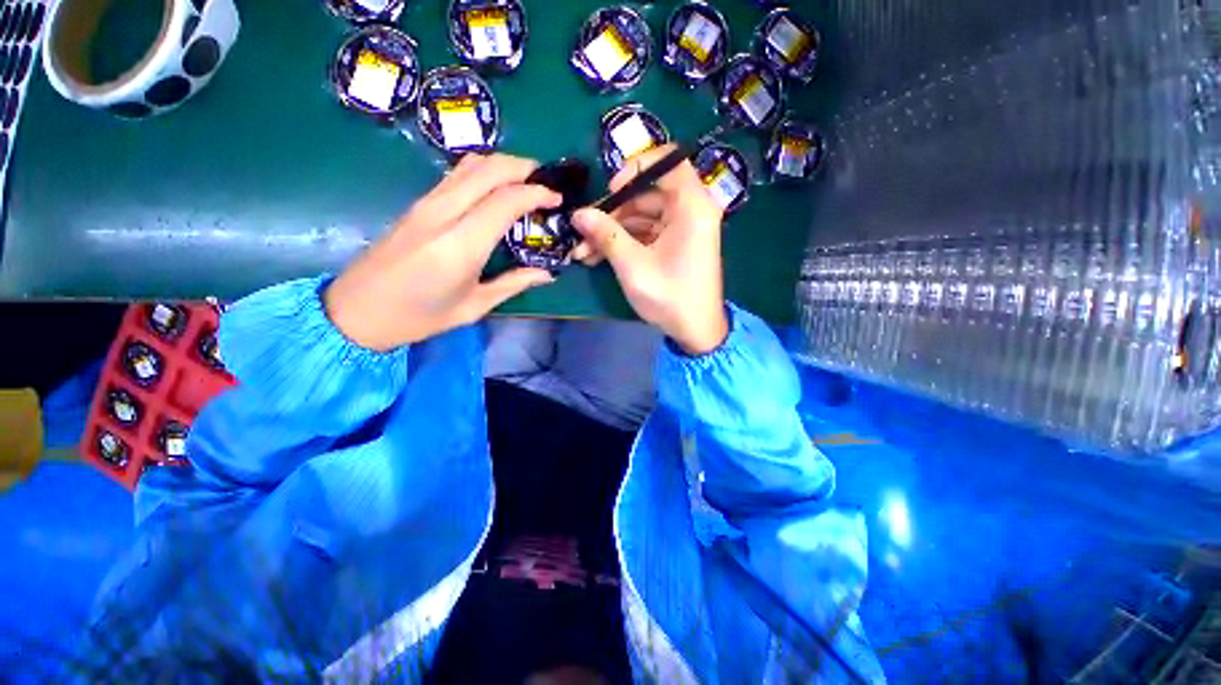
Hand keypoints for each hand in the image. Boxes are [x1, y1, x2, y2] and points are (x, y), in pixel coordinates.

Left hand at [324, 153, 560, 350]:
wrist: (356, 310)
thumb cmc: (419, 317)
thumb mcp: (474, 307)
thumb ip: (514, 284)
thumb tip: (547, 273)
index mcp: (461, 244)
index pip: (506, 200)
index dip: (536, 193)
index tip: (557, 199)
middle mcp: (443, 213)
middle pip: (488, 168)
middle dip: (523, 167)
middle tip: (546, 181)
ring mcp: (426, 204)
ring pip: (470, 164)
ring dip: (503, 165)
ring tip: (526, 180)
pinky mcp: (417, 204)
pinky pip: (456, 174)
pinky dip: (484, 172)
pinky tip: (496, 189)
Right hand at [571, 144, 728, 354]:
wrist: (695, 331)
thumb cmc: (670, 296)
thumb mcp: (633, 265)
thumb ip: (606, 235)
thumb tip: (578, 213)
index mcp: (692, 207)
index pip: (669, 161)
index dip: (636, 167)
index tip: (611, 189)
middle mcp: (691, 211)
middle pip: (647, 193)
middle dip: (612, 212)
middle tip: (583, 231)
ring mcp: (682, 229)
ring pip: (642, 216)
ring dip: (612, 231)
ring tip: (583, 251)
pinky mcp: (675, 245)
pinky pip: (647, 233)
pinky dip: (624, 242)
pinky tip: (597, 257)